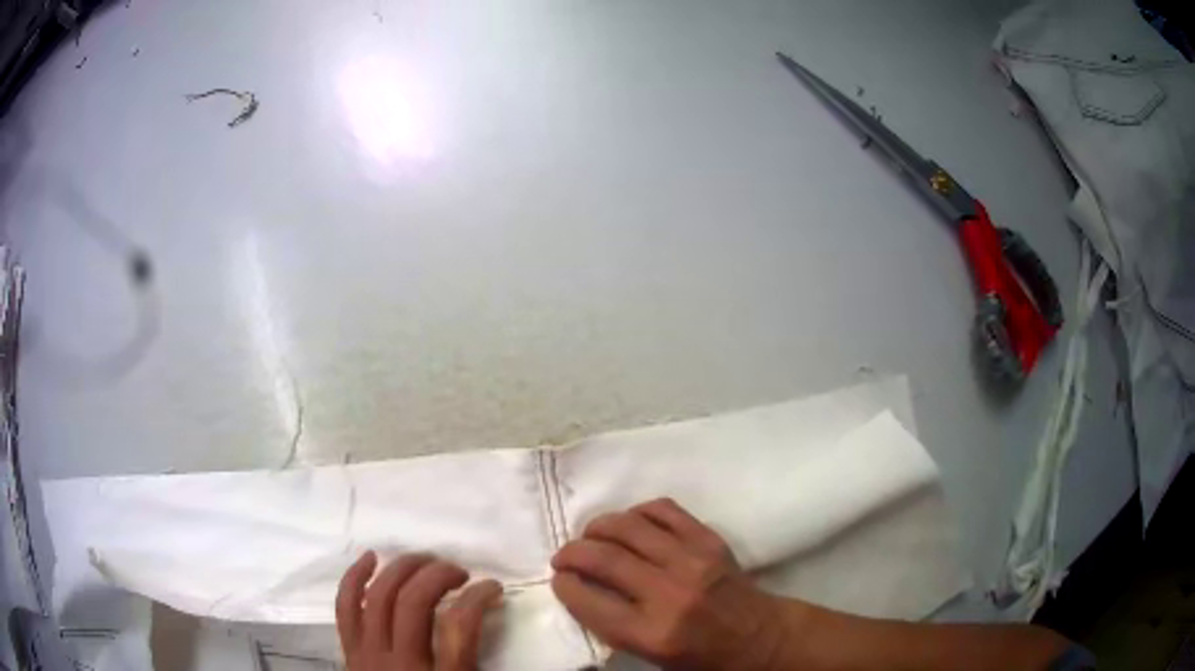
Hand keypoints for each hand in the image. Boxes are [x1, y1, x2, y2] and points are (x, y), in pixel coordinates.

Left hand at [336, 551, 501, 670]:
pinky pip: (345, 607)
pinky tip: (371, 558)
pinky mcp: (348, 650)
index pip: (459, 626)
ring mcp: (368, 654)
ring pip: (379, 597)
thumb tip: (490, 621)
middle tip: (459, 571)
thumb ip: (477, 662)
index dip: (478, 597)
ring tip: (425, 560)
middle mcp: (401, 663)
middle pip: (413, 603)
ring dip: (402, 569)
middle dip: (439, 575)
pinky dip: (355, 577)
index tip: (493, 587)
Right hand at [551, 498, 791, 670]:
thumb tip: (581, 588)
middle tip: (564, 557)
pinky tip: (630, 524)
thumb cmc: (702, 656)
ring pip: (629, 526)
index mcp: (653, 633)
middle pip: (603, 558)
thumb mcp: (651, 655)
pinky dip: (638, 512)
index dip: (564, 585)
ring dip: (598, 527)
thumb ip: (614, 625)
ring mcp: (692, 561)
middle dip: (571, 552)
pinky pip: (663, 510)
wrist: (760, 637)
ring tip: (591, 536)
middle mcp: (670, 593)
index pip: (589, 601)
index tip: (559, 579)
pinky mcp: (709, 540)